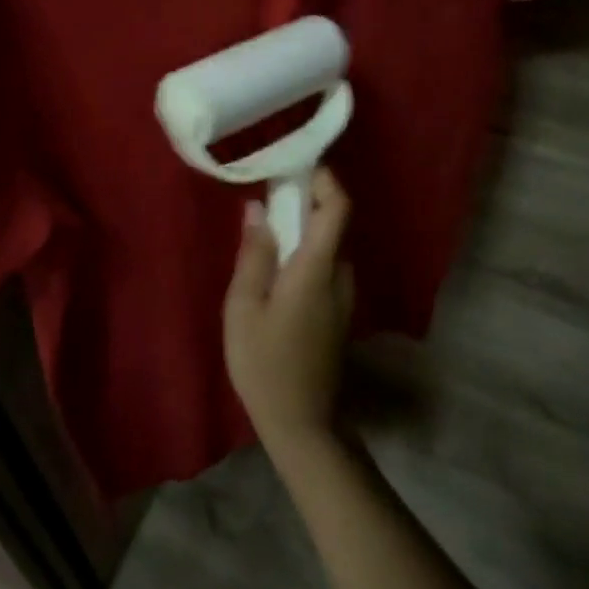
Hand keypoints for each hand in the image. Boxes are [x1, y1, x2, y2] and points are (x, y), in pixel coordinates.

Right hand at [222, 169, 355, 452]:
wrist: (303, 424)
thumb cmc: (265, 363)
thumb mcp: (244, 307)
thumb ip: (254, 254)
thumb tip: (258, 208)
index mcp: (317, 268)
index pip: (338, 207)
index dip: (324, 178)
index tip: (296, 164)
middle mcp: (340, 275)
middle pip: (333, 222)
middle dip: (305, 200)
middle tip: (267, 193)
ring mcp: (344, 295)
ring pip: (328, 245)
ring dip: (303, 228)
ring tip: (265, 228)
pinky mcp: (339, 312)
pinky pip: (326, 266)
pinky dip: (305, 252)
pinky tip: (276, 267)